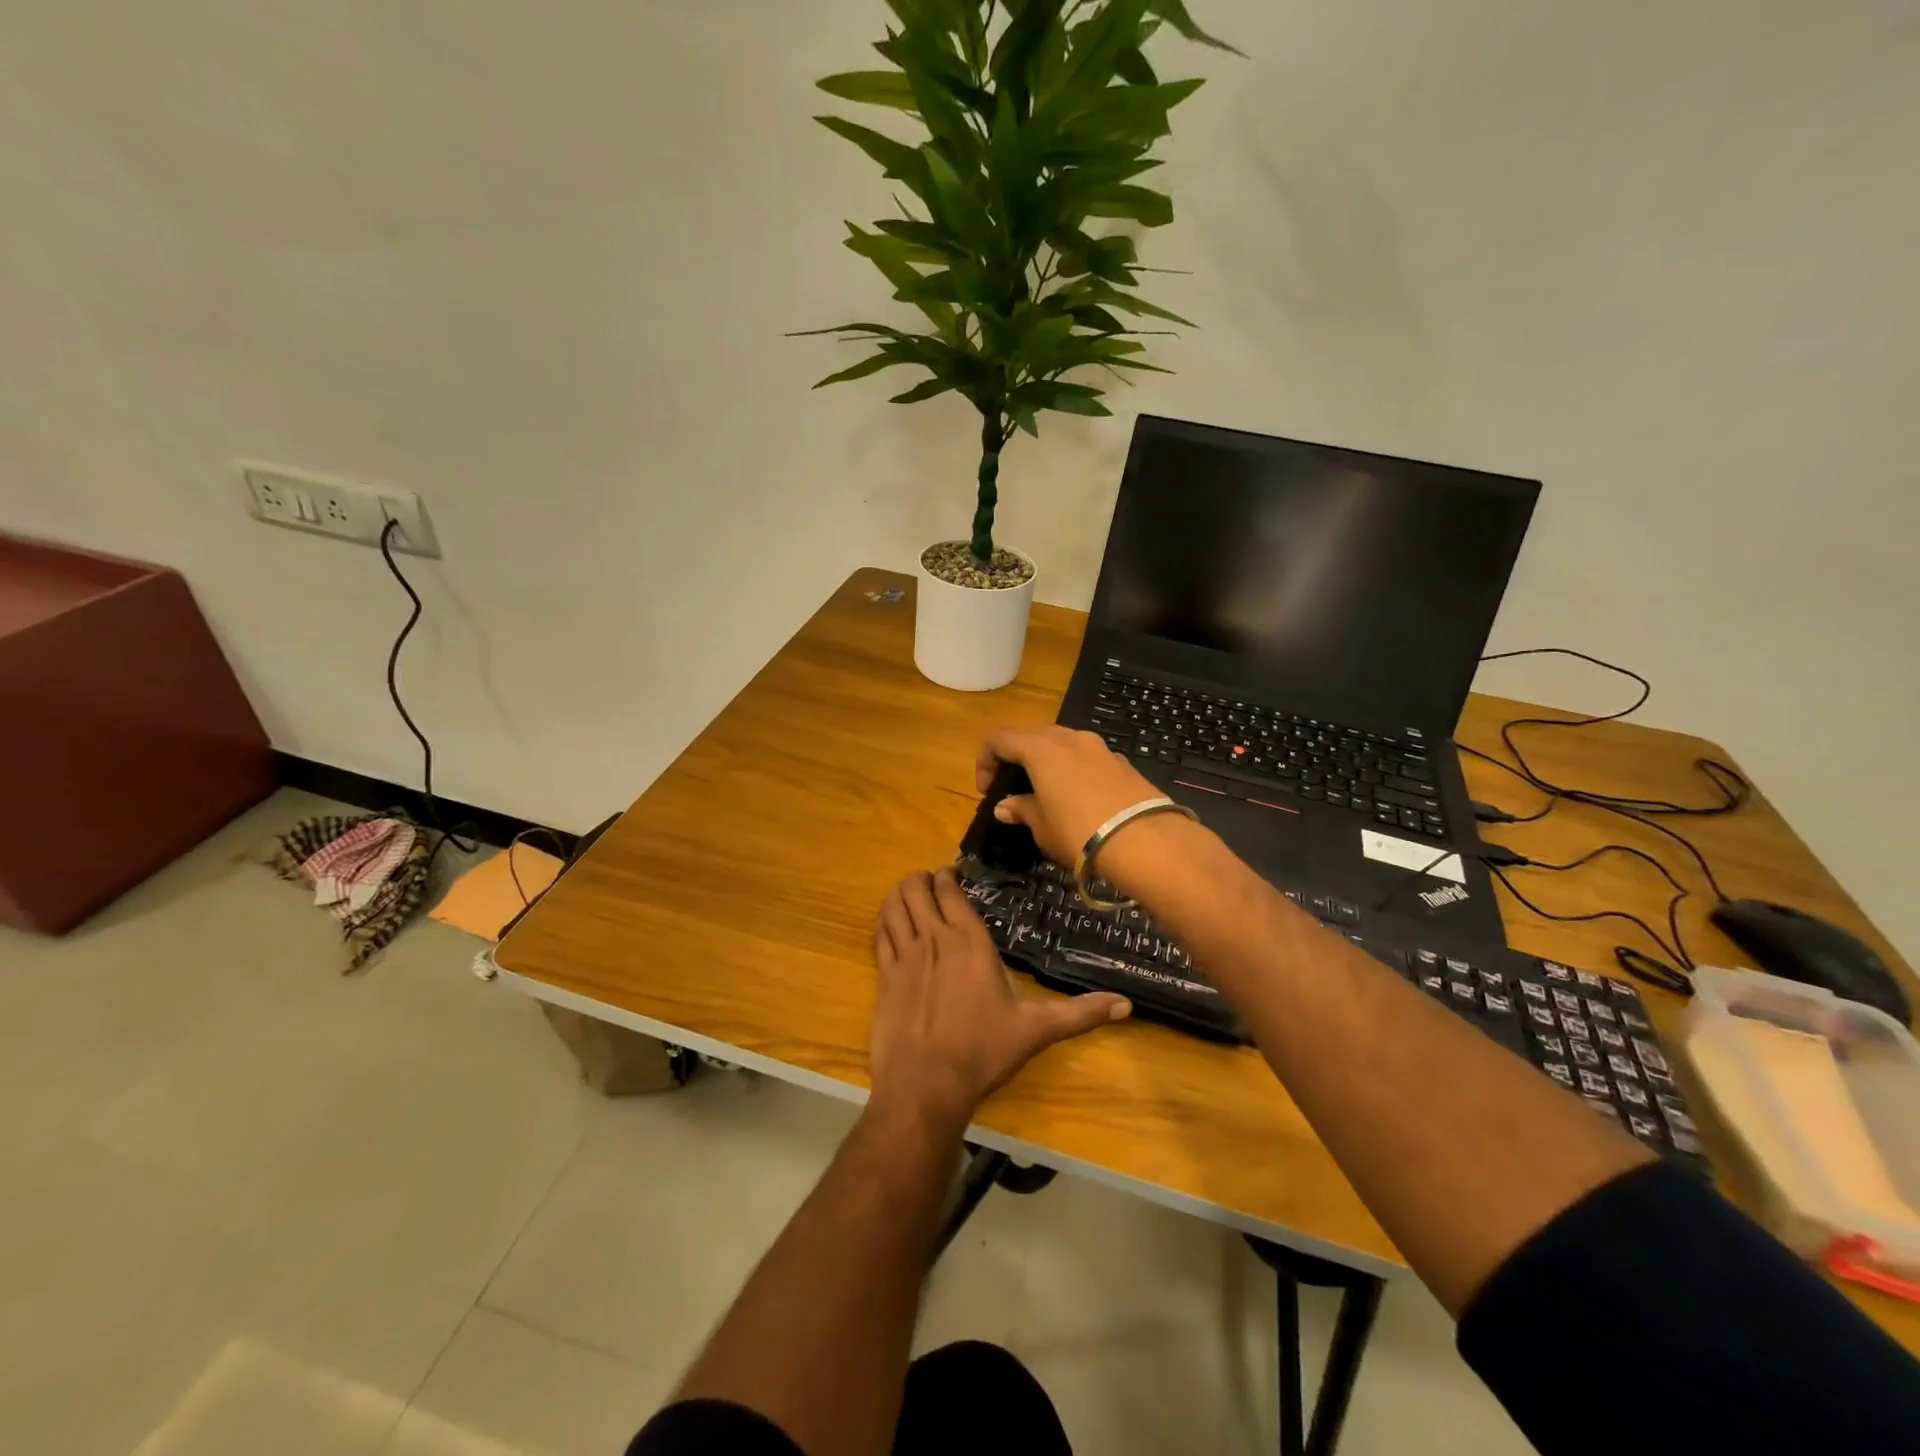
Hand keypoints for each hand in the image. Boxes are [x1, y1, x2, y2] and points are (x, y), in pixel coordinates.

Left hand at [869, 868, 1129, 1127]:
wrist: (926, 1083)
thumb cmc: (983, 1050)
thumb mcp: (1037, 1030)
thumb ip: (1080, 1014)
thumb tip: (1126, 1006)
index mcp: (969, 941)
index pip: (949, 890)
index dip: (947, 876)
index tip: (953, 876)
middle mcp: (933, 938)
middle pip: (916, 888)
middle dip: (921, 879)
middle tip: (930, 884)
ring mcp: (903, 955)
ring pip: (893, 905)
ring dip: (900, 893)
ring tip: (908, 894)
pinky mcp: (883, 976)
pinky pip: (879, 933)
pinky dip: (883, 919)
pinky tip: (889, 922)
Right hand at [975, 725, 1165, 869]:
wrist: (1146, 841)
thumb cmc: (1080, 833)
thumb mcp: (1042, 827)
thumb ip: (1022, 810)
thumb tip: (1005, 806)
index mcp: (1040, 748)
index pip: (999, 739)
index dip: (985, 761)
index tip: (987, 791)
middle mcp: (1069, 738)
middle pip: (1032, 737)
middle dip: (1018, 760)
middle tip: (1015, 791)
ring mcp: (1099, 747)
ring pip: (1062, 746)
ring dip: (1048, 764)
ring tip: (1049, 796)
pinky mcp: (1122, 762)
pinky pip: (1087, 759)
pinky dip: (1075, 772)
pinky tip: (1082, 802)